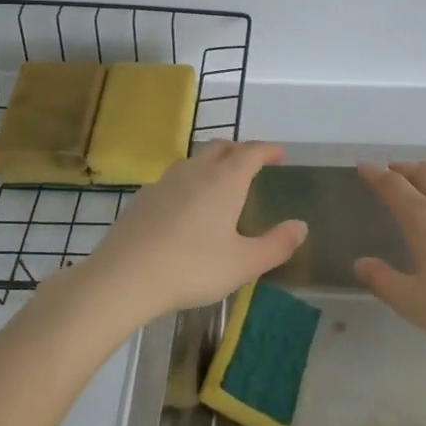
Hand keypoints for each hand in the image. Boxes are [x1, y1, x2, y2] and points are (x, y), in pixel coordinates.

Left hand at [74, 141, 307, 325]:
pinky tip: (185, 206)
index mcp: (225, 180)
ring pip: (194, 161)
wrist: (124, 278)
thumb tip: (301, 226)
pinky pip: (173, 179)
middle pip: (221, 148)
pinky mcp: (142, 198)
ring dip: (212, 163)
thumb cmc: (192, 268)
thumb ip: (276, 245)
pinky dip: (189, 182)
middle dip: (240, 150)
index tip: (280, 153)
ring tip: (221, 182)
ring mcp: (164, 182)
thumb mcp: (243, 264)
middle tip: (253, 163)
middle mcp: (195, 172)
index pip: (251, 152)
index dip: (268, 149)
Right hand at [354, 162, 425, 352]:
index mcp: (422, 219)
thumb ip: (383, 281)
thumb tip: (362, 264)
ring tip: (424, 176)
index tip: (365, 168)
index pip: (393, 187)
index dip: (376, 175)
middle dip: (404, 169)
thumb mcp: (413, 302)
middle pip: (423, 173)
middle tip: (393, 172)